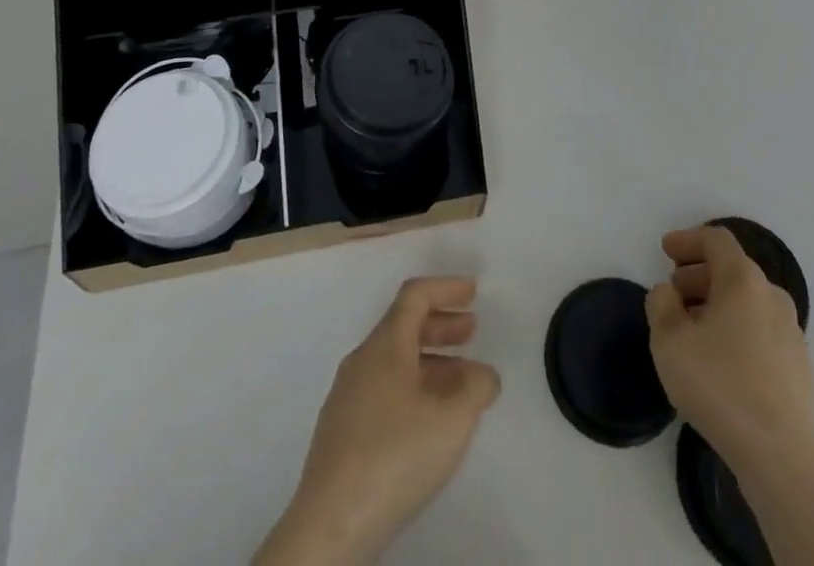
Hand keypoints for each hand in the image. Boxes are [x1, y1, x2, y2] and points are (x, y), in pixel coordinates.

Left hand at [256, 277, 500, 564]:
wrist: (330, 526)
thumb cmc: (395, 455)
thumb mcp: (453, 418)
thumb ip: (476, 386)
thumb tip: (483, 375)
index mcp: (384, 344)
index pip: (415, 296)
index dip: (446, 288)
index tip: (472, 292)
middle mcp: (361, 361)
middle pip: (403, 326)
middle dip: (441, 325)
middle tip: (471, 331)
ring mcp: (346, 398)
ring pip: (394, 362)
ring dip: (430, 362)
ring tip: (460, 383)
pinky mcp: (340, 434)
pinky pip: (382, 391)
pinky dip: (412, 388)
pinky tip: (428, 421)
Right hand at [645, 227, 813, 475]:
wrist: (780, 454)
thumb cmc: (719, 385)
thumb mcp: (669, 340)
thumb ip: (661, 304)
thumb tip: (669, 293)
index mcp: (743, 279)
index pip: (716, 240)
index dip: (688, 239)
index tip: (665, 250)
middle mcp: (772, 296)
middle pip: (733, 270)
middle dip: (699, 275)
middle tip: (674, 292)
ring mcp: (791, 332)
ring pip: (748, 302)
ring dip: (717, 304)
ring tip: (692, 329)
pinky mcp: (799, 366)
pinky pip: (761, 331)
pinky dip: (737, 330)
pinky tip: (721, 360)